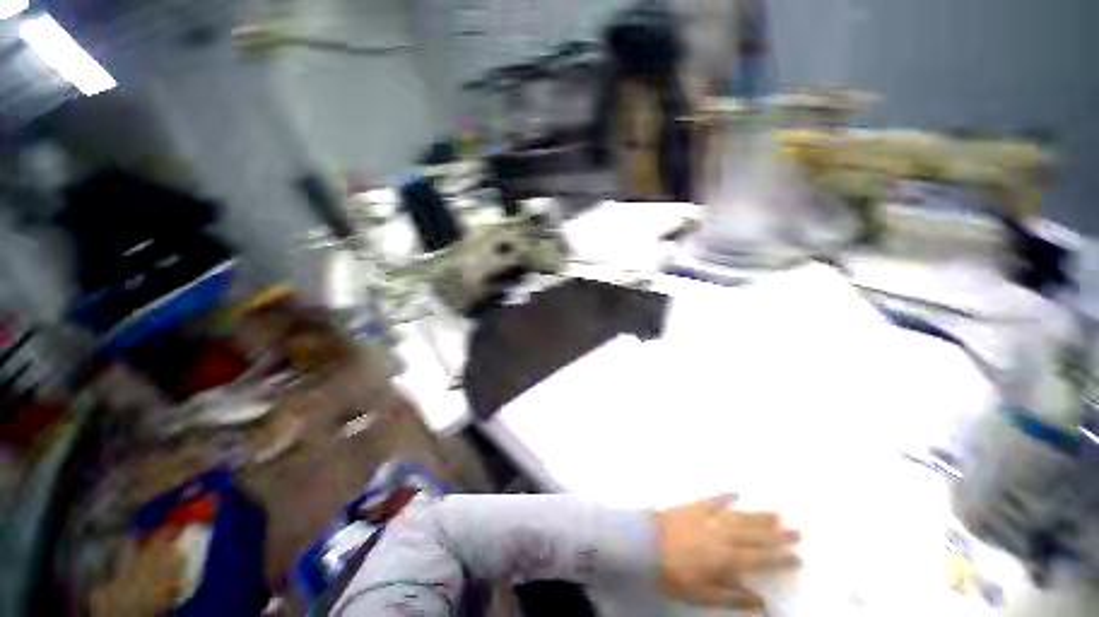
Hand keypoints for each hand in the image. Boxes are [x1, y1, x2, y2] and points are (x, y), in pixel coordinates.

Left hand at [655, 494, 800, 609]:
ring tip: (778, 512)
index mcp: (725, 558)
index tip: (799, 556)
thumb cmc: (672, 574)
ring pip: (738, 516)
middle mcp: (721, 534)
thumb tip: (762, 602)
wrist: (642, 543)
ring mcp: (706, 517)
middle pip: (753, 534)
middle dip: (777, 534)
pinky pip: (712, 499)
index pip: (759, 558)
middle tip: (798, 530)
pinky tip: (735, 492)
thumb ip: (732, 597)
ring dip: (758, 515)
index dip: (780, 558)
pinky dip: (724, 496)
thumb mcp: (702, 594)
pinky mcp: (692, 505)